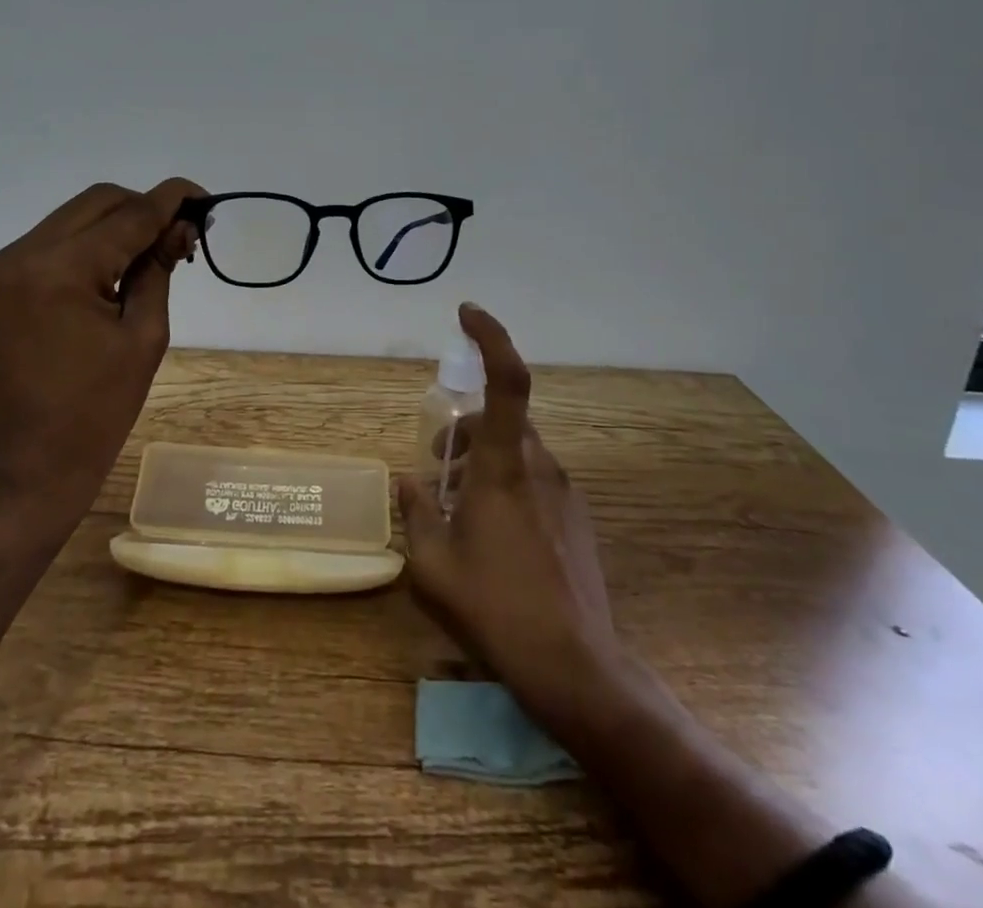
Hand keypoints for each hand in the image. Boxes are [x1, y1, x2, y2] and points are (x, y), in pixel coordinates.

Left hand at [0, 178, 203, 552]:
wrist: (27, 467)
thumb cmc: (98, 411)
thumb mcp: (144, 336)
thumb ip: (158, 270)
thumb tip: (178, 227)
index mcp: (58, 271)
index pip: (128, 215)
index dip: (170, 200)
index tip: (202, 196)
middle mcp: (18, 257)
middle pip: (95, 203)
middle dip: (141, 209)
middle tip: (176, 235)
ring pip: (68, 220)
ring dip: (111, 228)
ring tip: (144, 258)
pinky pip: (45, 247)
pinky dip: (81, 249)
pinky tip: (104, 276)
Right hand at [399, 303, 636, 736]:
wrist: (576, 667)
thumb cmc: (496, 609)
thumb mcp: (432, 566)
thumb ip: (415, 513)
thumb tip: (406, 483)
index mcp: (504, 467)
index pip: (507, 380)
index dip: (490, 337)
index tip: (466, 314)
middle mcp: (540, 467)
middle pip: (503, 418)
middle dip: (467, 428)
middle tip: (438, 467)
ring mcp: (564, 493)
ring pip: (519, 449)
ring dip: (485, 459)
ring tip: (458, 505)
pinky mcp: (576, 519)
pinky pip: (536, 478)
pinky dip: (507, 482)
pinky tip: (493, 532)